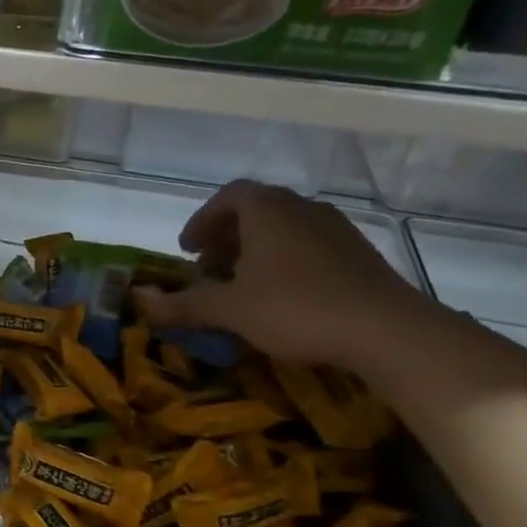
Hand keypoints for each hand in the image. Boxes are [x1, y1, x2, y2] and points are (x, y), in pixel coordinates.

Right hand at [131, 180, 427, 369]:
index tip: (187, 249)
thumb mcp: (230, 309)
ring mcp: (335, 229)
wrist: (386, 329)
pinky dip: (283, 260)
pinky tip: (281, 295)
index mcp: (267, 210)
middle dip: (226, 237)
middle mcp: (302, 208)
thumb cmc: (296, 307)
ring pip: (283, 229)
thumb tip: (140, 301)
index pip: (228, 197)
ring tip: (241, 284)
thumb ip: (184, 303)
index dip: (202, 220)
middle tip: (208, 268)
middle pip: (256, 211)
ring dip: (254, 250)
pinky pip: (307, 245)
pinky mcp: (358, 253)